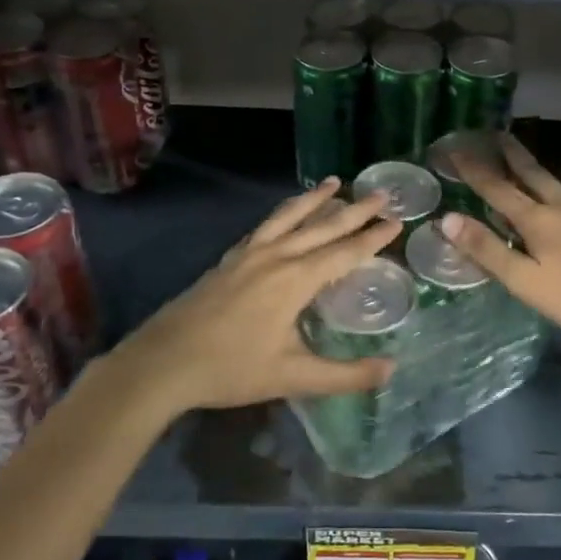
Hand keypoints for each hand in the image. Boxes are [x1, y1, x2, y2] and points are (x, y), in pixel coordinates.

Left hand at [101, 181, 401, 416]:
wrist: (163, 363)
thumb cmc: (231, 370)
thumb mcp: (293, 377)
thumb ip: (345, 375)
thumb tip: (391, 370)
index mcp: (295, 280)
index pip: (344, 252)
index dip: (373, 238)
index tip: (397, 220)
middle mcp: (275, 257)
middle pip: (322, 227)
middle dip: (355, 210)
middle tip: (381, 194)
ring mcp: (249, 254)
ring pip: (289, 217)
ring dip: (315, 199)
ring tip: (335, 181)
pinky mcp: (229, 259)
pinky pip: (265, 225)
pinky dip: (284, 212)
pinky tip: (286, 213)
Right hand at [444, 136, 560, 366]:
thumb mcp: (523, 282)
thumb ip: (486, 249)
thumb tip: (448, 218)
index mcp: (537, 220)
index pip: (496, 188)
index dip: (473, 168)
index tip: (455, 149)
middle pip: (533, 171)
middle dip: (513, 153)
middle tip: (499, 134)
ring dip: (559, 169)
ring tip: (555, 168)